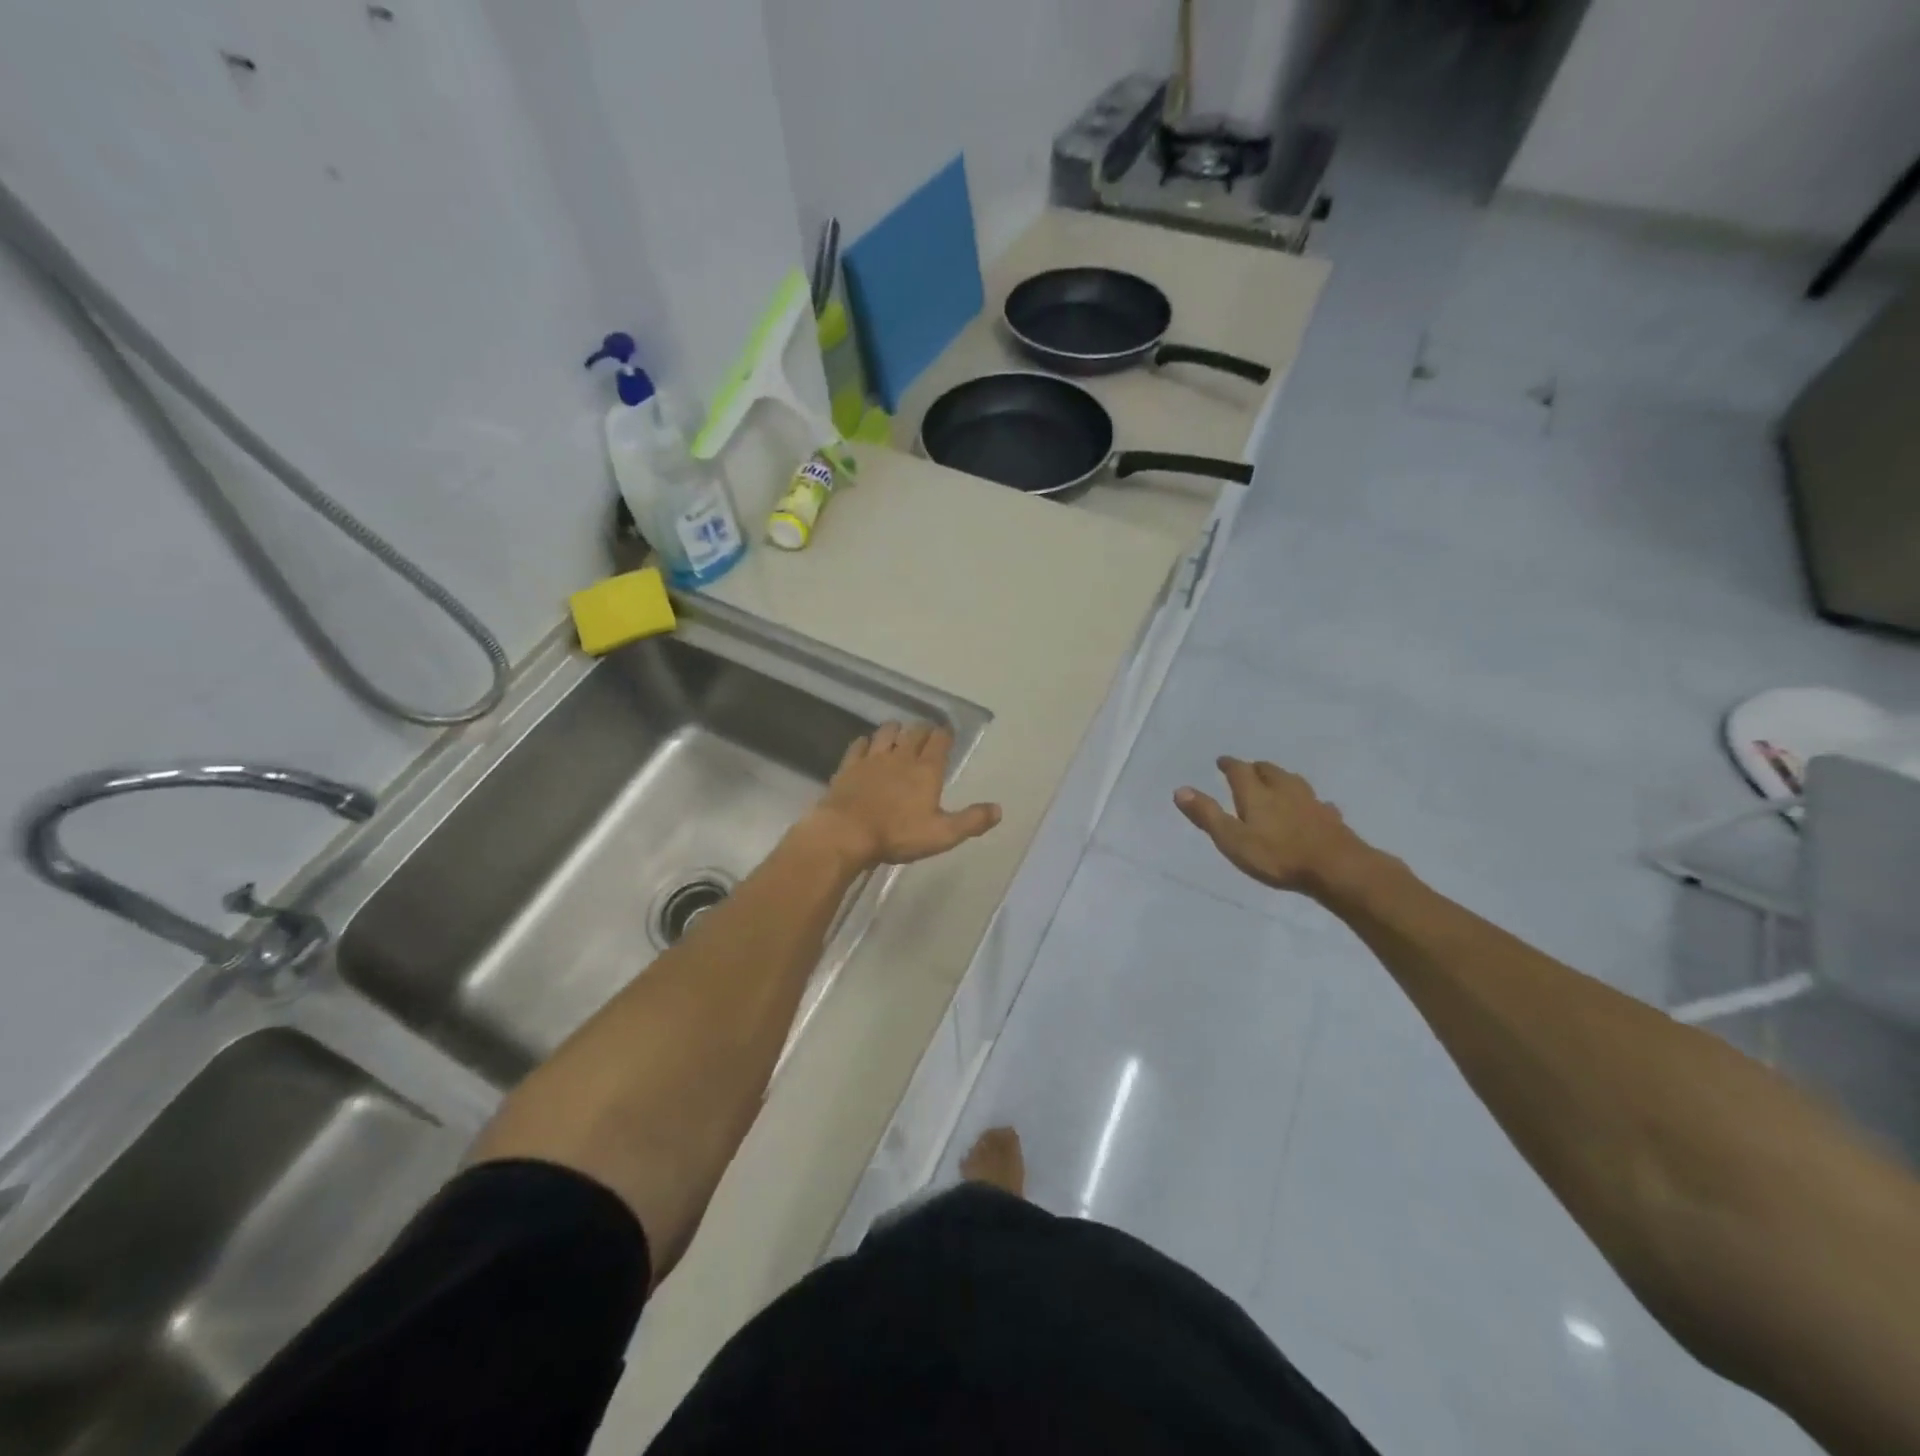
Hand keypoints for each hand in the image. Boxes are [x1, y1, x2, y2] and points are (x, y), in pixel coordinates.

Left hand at [807, 722, 1001, 867]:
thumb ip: (971, 820)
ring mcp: (872, 759)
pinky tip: (866, 746)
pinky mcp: (849, 766)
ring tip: (898, 734)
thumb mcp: (942, 834)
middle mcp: (901, 757)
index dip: (945, 735)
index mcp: (927, 770)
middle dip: (923, 729)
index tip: (947, 734)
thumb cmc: (898, 835)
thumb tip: (999, 809)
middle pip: (915, 732)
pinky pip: (859, 746)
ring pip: (886, 732)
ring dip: (895, 730)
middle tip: (926, 733)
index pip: (940, 741)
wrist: (846, 833)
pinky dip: (865, 743)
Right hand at [1174, 757, 1369, 897]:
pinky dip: (1309, 802)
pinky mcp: (1330, 818)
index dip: (1229, 764)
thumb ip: (1207, 815)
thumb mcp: (1232, 839)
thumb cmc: (1277, 855)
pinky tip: (1314, 807)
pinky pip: (1317, 803)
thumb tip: (1180, 790)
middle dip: (1256, 768)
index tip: (1222, 761)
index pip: (1240, 770)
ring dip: (1281, 778)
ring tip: (1277, 782)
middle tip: (1248, 770)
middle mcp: (1284, 790)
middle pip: (1269, 771)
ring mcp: (1310, 802)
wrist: (1336, 868)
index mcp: (1256, 793)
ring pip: (1293, 782)